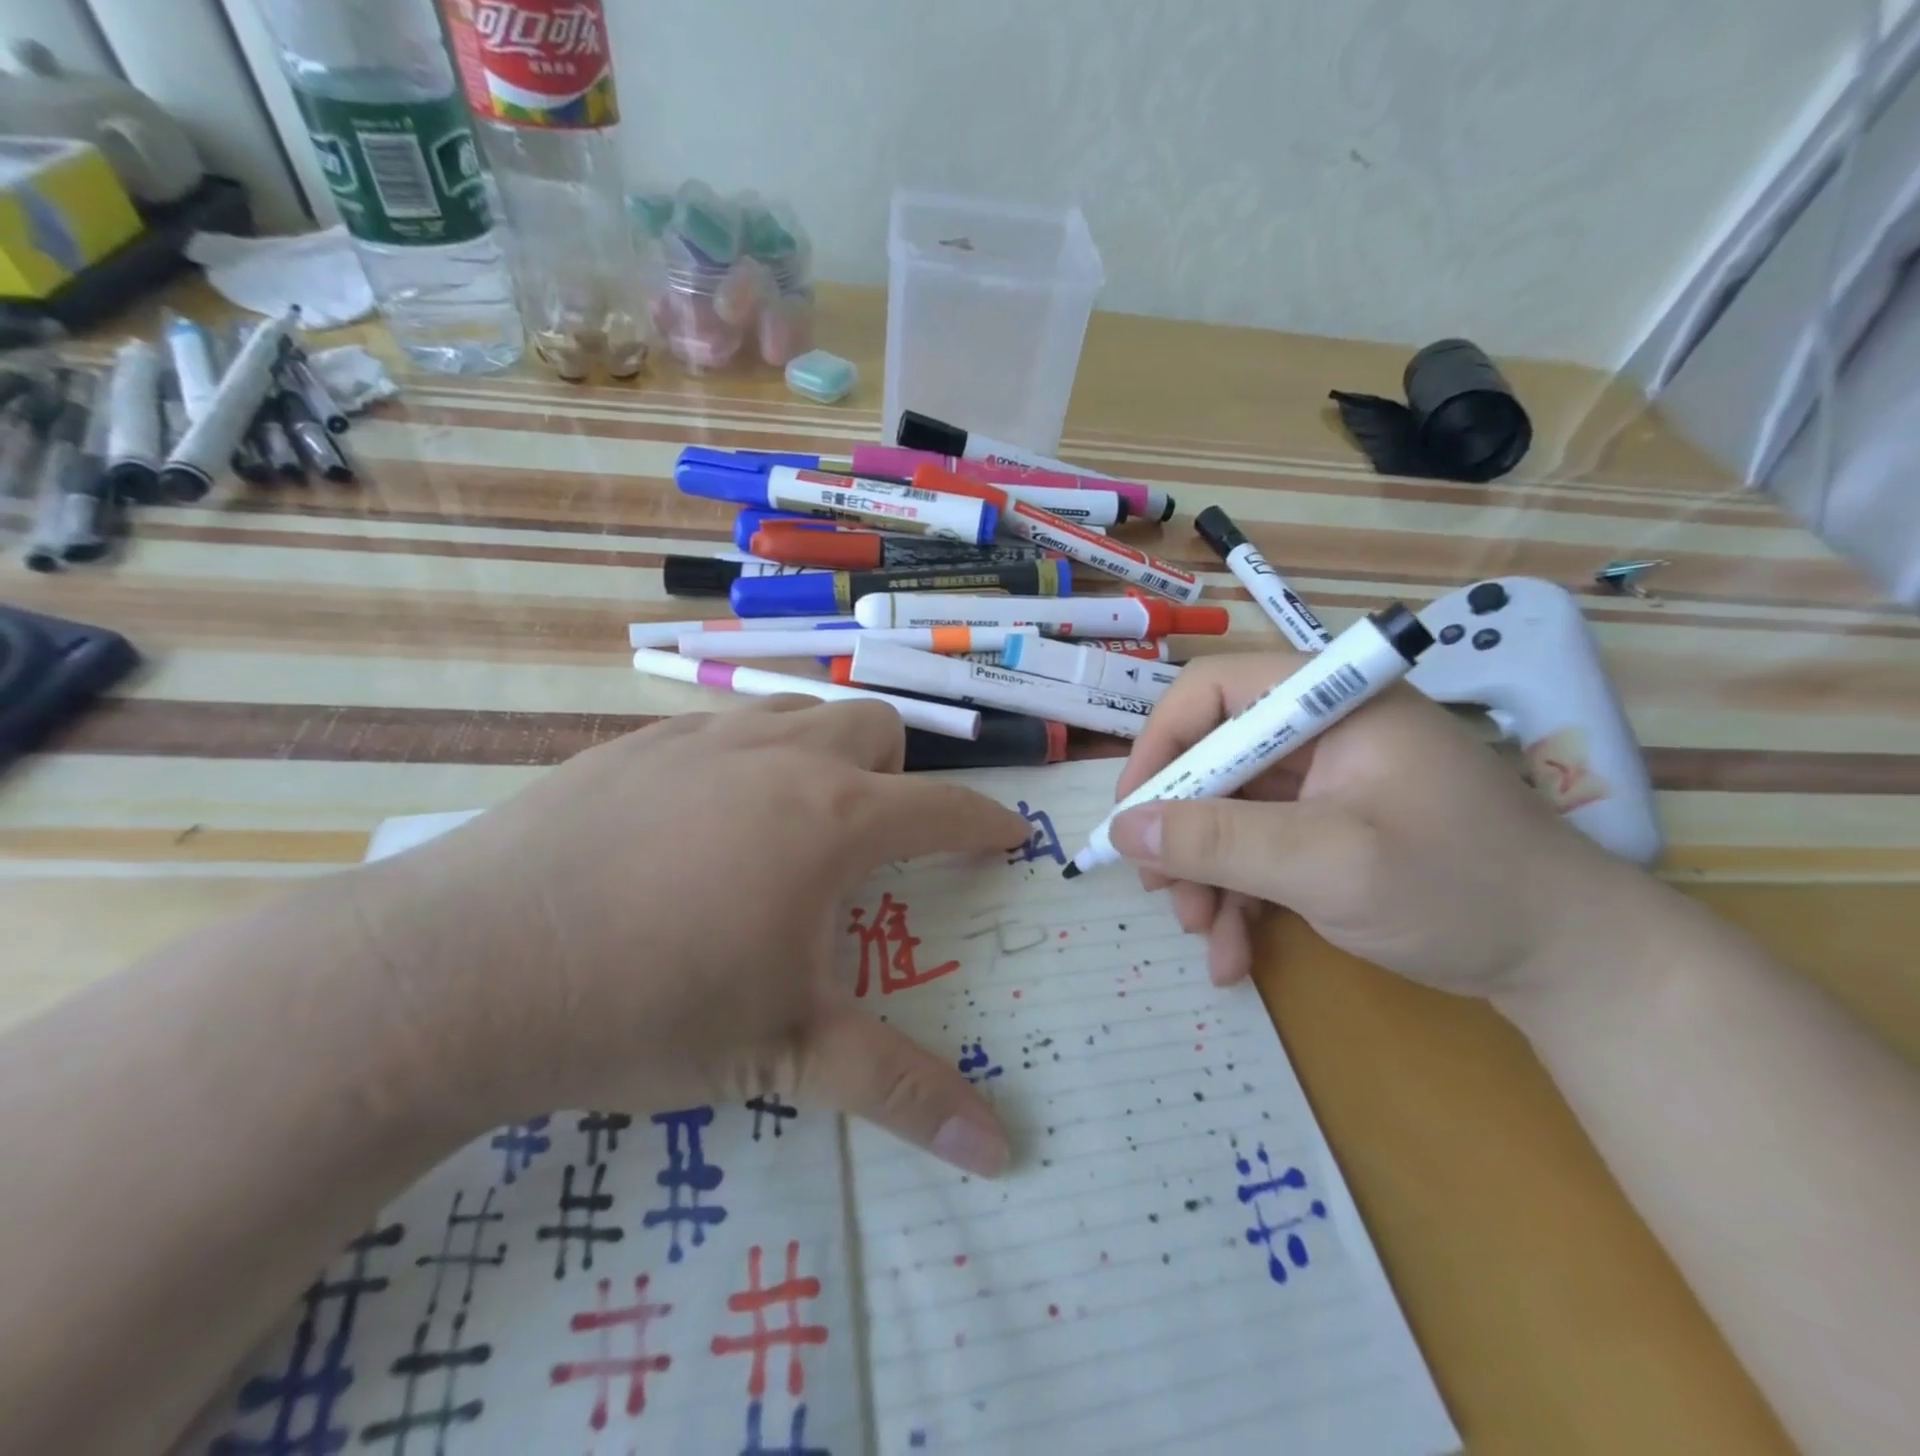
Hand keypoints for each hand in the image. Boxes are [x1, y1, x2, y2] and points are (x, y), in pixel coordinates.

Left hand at [345, 700, 1029, 1174]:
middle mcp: (780, 757)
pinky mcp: (637, 741)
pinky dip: (747, 758)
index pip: (944, 806)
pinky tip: (699, 821)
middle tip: (872, 838)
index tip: (1008, 835)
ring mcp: (704, 738)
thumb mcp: (784, 1053)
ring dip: (824, 753)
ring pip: (801, 712)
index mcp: (832, 819)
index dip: (986, 822)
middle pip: (878, 726)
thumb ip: (898, 1090)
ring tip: (793, 820)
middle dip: (898, 772)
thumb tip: (999, 1153)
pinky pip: (726, 727)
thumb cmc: (644, 1008)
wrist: (462, 969)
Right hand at [1109, 652, 1653, 996]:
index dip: (1160, 746)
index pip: (1211, 692)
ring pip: (1227, 813)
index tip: (1134, 814)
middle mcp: (1318, 730)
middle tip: (1161, 891)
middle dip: (1183, 833)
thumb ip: (1220, 840)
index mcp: (1328, 701)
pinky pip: (1257, 849)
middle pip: (1212, 760)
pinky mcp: (1326, 828)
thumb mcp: (1328, 863)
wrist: (1569, 963)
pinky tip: (1233, 953)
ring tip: (1202, 935)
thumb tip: (1124, 827)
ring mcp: (1323, 782)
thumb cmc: (1459, 888)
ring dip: (1205, 875)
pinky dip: (1238, 897)